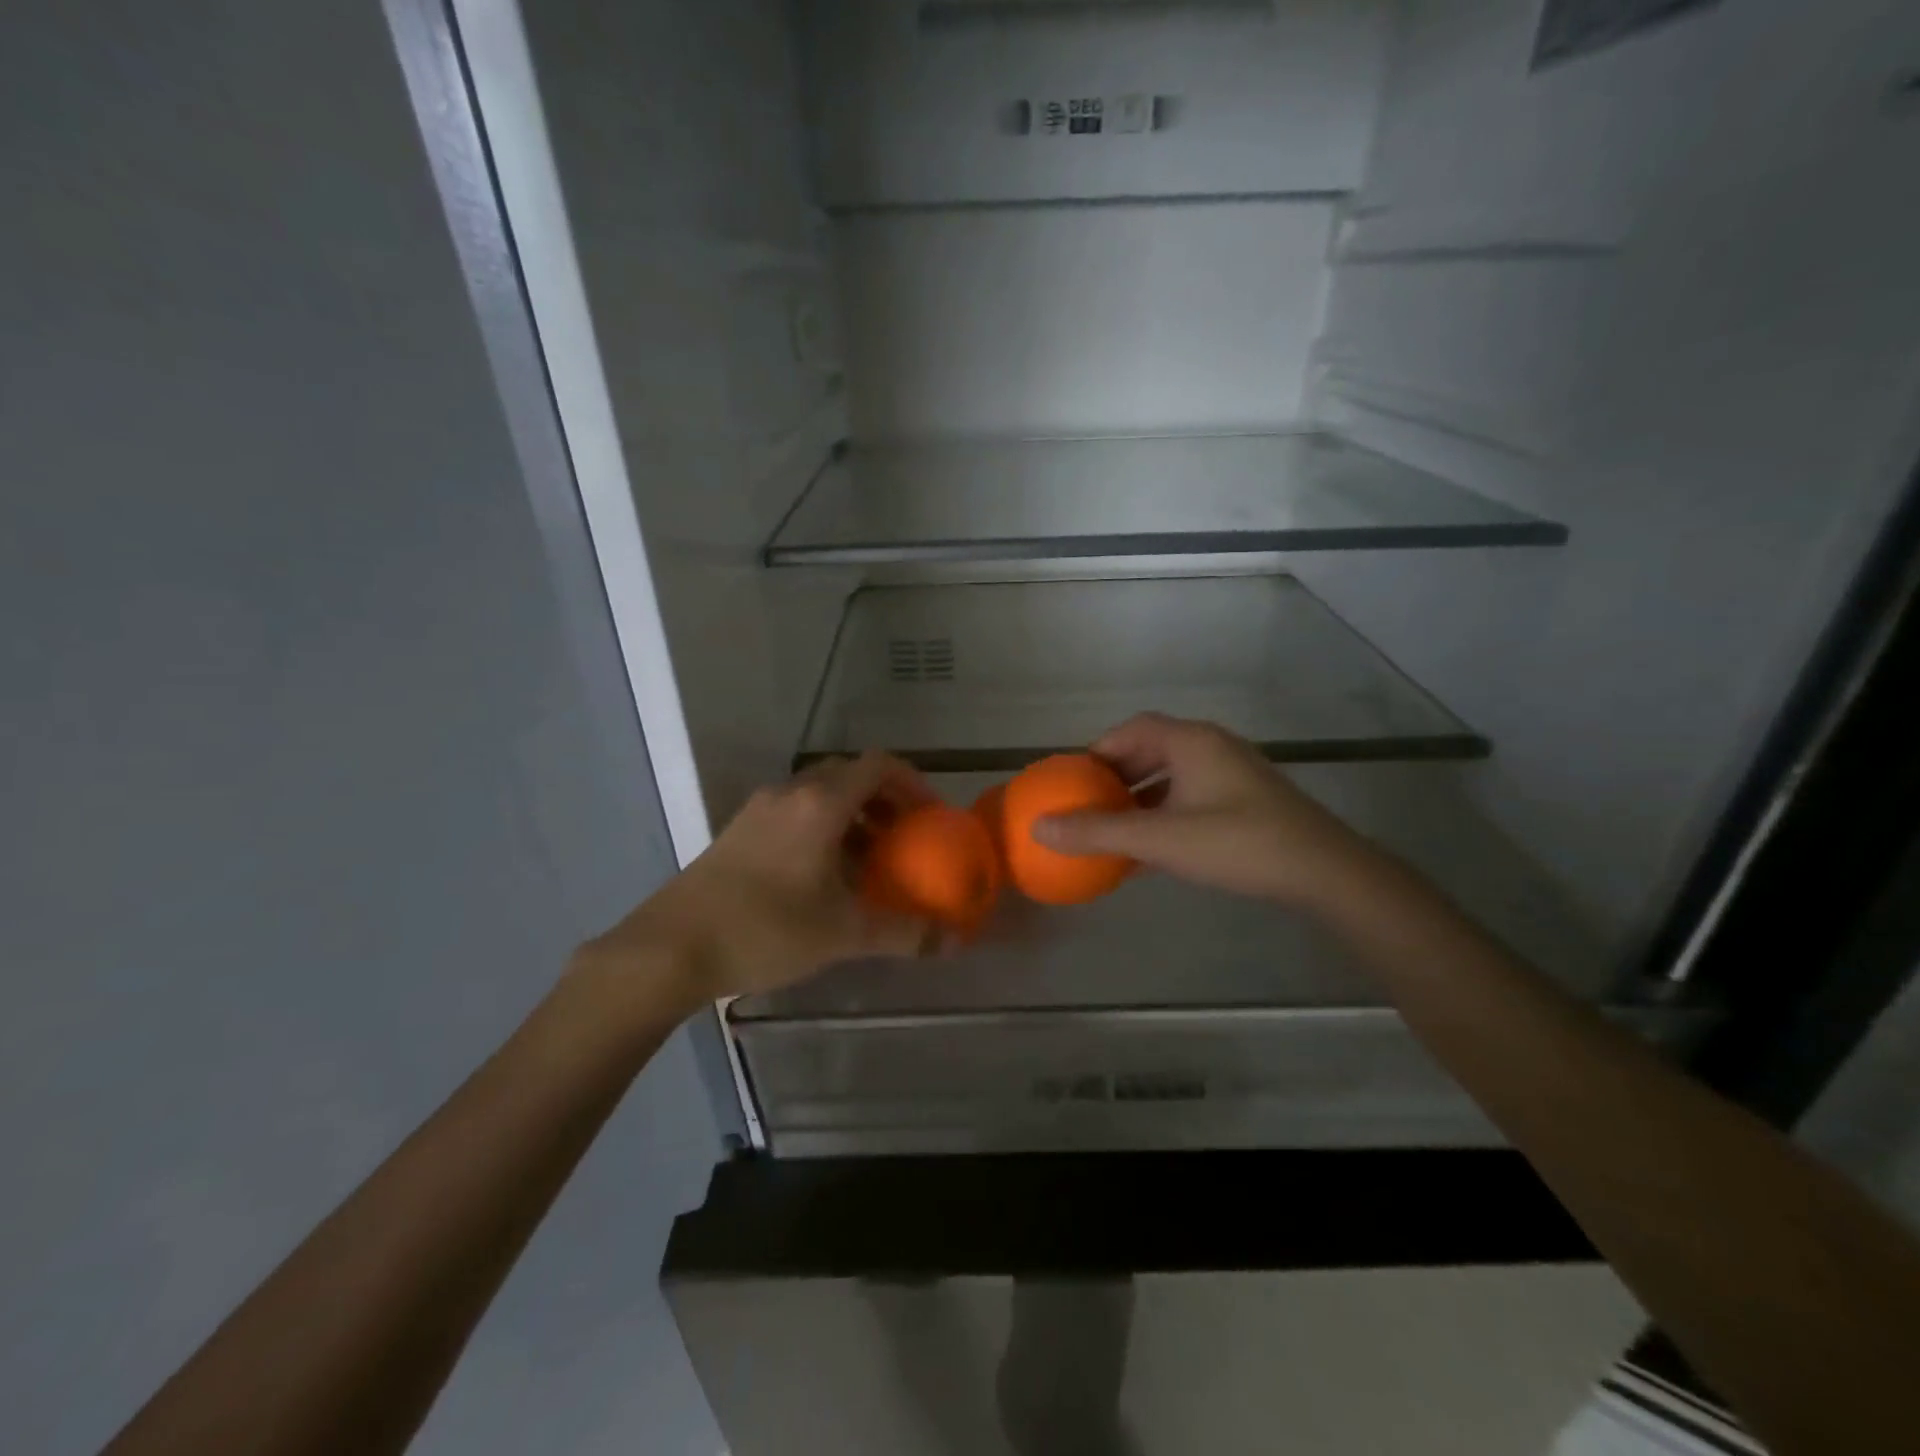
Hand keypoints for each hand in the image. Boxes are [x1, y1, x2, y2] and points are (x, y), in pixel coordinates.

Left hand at [577, 753, 936, 1010]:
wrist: (670, 948)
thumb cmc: (765, 930)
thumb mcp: (842, 933)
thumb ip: (902, 933)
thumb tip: (952, 942)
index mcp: (821, 803)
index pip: (878, 766)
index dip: (913, 783)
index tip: (931, 815)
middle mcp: (790, 793)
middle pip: (849, 775)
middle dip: (884, 799)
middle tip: (905, 835)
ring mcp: (759, 809)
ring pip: (819, 794)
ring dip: (852, 815)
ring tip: (869, 859)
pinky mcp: (738, 830)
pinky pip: (794, 812)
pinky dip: (822, 827)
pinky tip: (824, 875)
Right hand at [1033, 713, 1378, 906]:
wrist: (1324, 872)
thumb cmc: (1237, 843)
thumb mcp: (1160, 839)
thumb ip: (1098, 832)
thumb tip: (1039, 827)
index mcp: (1191, 742)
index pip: (1132, 729)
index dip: (1098, 750)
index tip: (1073, 779)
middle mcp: (1212, 748)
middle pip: (1151, 750)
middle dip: (1116, 777)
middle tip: (1089, 804)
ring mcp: (1234, 775)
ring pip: (1173, 777)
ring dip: (1140, 799)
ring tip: (1114, 829)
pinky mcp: (1248, 801)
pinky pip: (1192, 798)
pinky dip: (1165, 815)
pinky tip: (1151, 851)